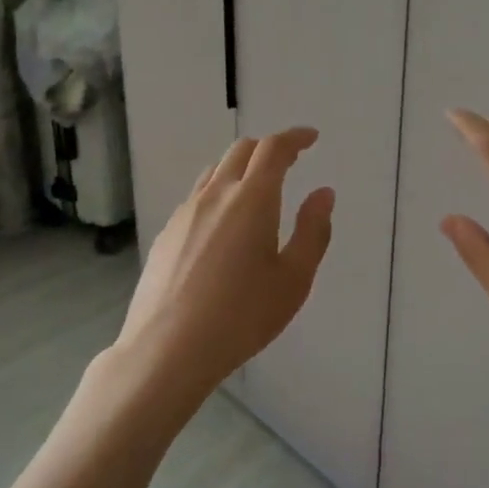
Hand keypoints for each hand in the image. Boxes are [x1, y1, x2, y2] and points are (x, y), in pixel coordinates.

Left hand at [115, 127, 334, 400]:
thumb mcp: (294, 279)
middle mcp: (216, 194)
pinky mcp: (166, 233)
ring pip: (215, 171)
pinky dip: (219, 192)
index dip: (295, 137)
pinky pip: (198, 197)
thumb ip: (313, 231)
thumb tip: (323, 193)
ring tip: (257, 190)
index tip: (311, 138)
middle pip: (241, 150)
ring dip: (241, 167)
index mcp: (252, 198)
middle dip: (268, 148)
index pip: (274, 148)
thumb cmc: (241, 316)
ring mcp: (186, 212)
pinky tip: (223, 226)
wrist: (167, 350)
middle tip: (290, 161)